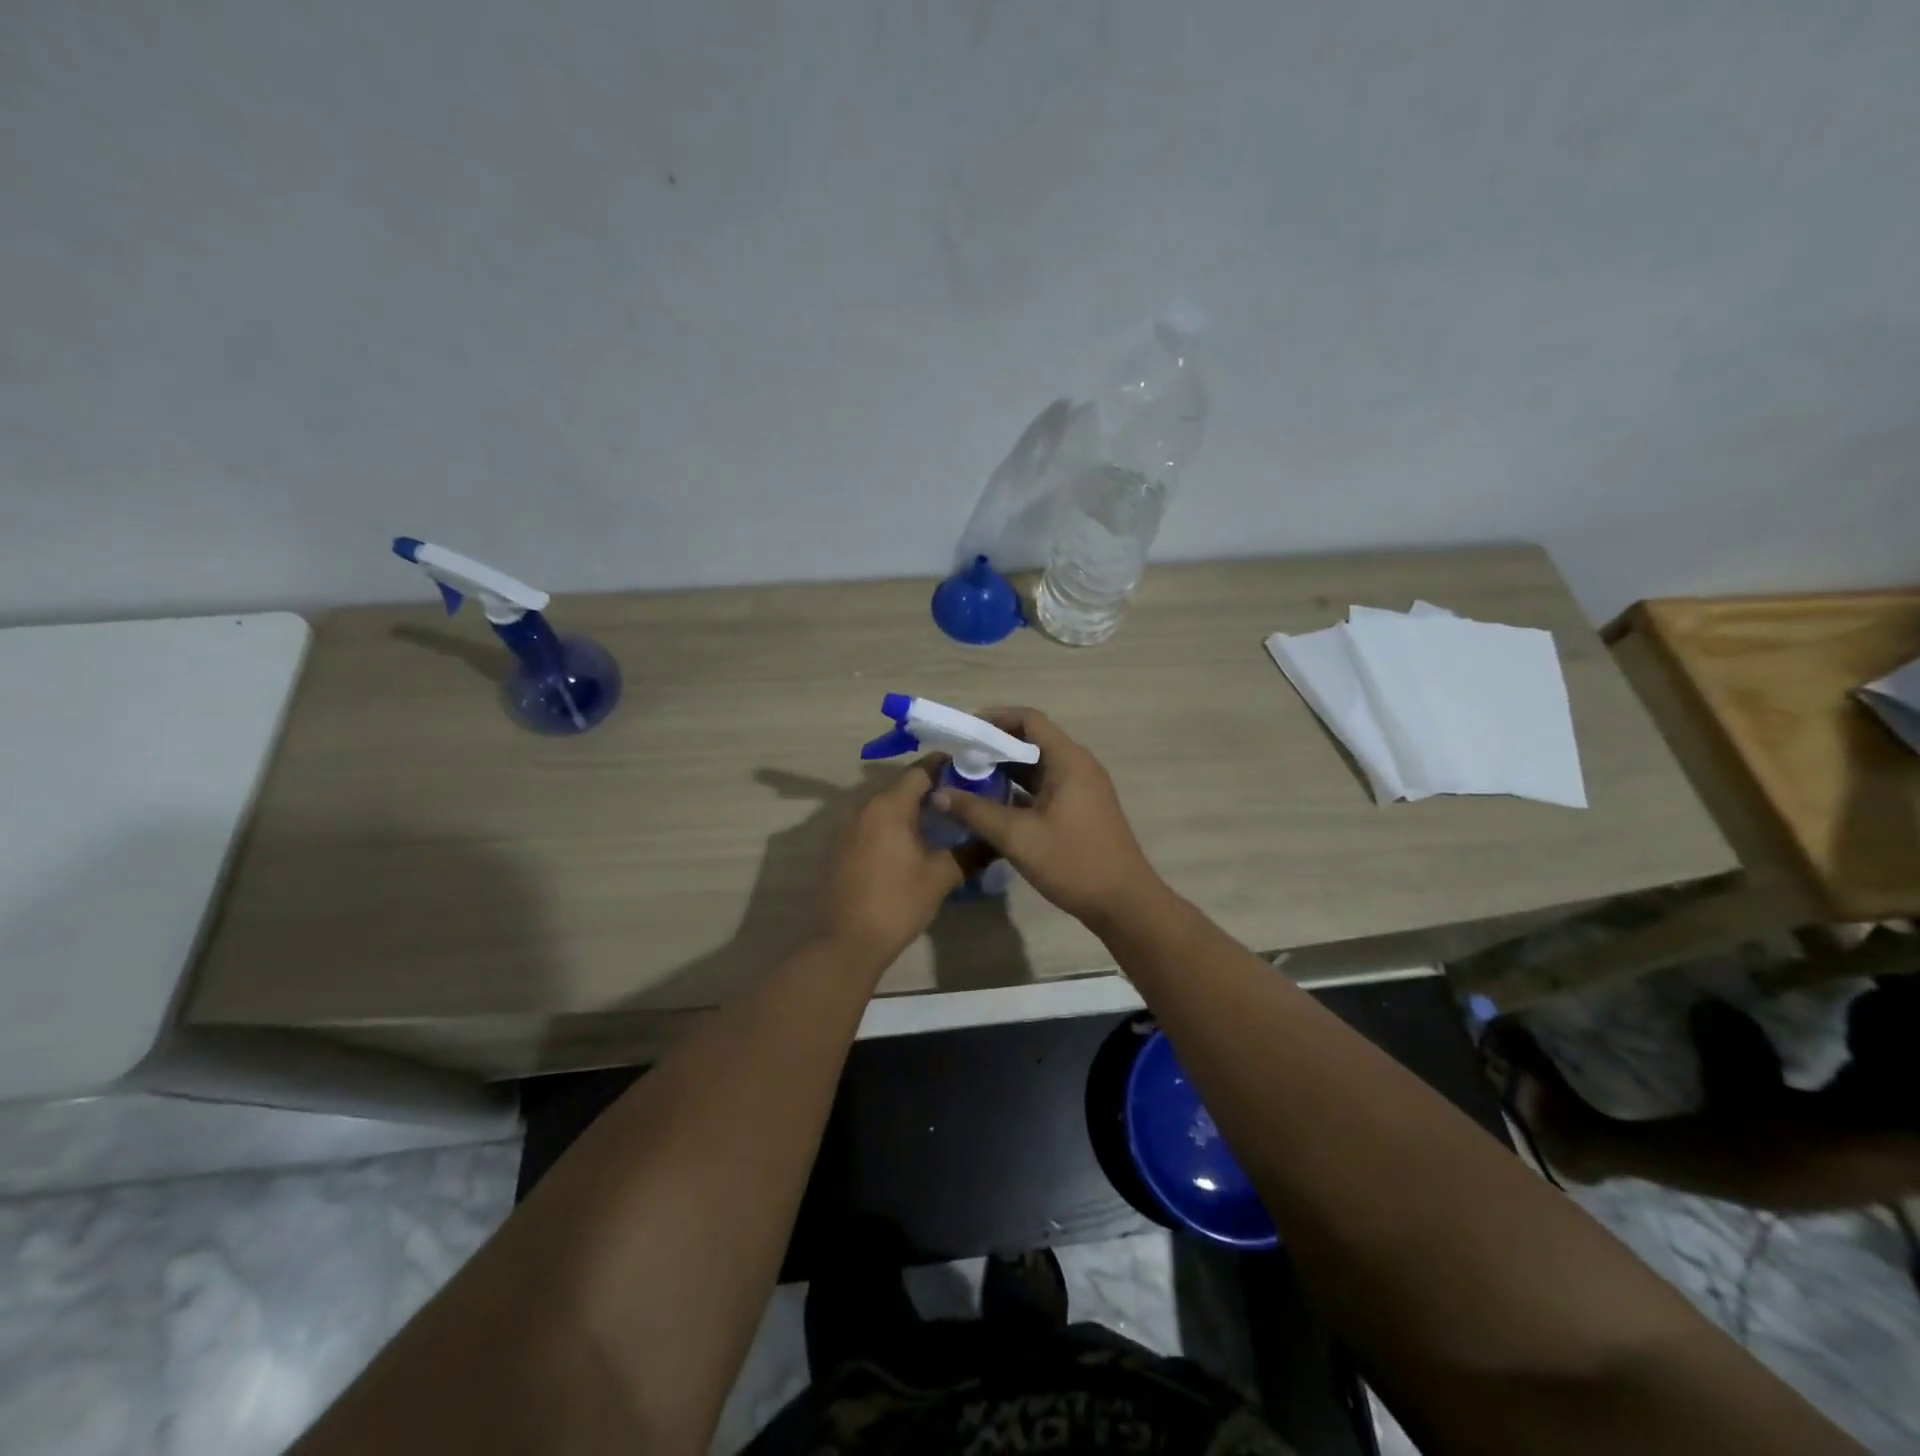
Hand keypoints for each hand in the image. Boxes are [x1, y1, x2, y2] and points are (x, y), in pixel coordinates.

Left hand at [822, 760, 966, 965]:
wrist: (847, 941)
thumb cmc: (897, 902)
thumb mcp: (941, 876)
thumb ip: (970, 851)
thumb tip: (995, 840)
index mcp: (888, 805)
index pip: (920, 770)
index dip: (946, 767)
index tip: (970, 771)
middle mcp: (863, 806)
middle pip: (902, 786)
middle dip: (931, 790)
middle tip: (961, 800)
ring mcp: (847, 826)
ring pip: (886, 805)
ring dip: (911, 809)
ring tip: (940, 822)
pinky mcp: (840, 845)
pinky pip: (872, 823)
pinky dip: (892, 825)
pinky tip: (911, 843)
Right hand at [932, 708, 1161, 930]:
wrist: (1123, 903)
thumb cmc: (1073, 862)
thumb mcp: (1018, 837)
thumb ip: (976, 811)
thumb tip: (939, 793)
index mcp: (1068, 761)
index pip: (1029, 719)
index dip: (994, 719)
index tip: (964, 732)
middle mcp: (1077, 766)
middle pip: (1032, 741)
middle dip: (994, 747)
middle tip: (958, 759)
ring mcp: (1081, 788)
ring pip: (1037, 766)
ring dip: (1004, 770)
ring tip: (967, 780)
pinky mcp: (1079, 809)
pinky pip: (1044, 787)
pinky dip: (1018, 789)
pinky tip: (991, 805)